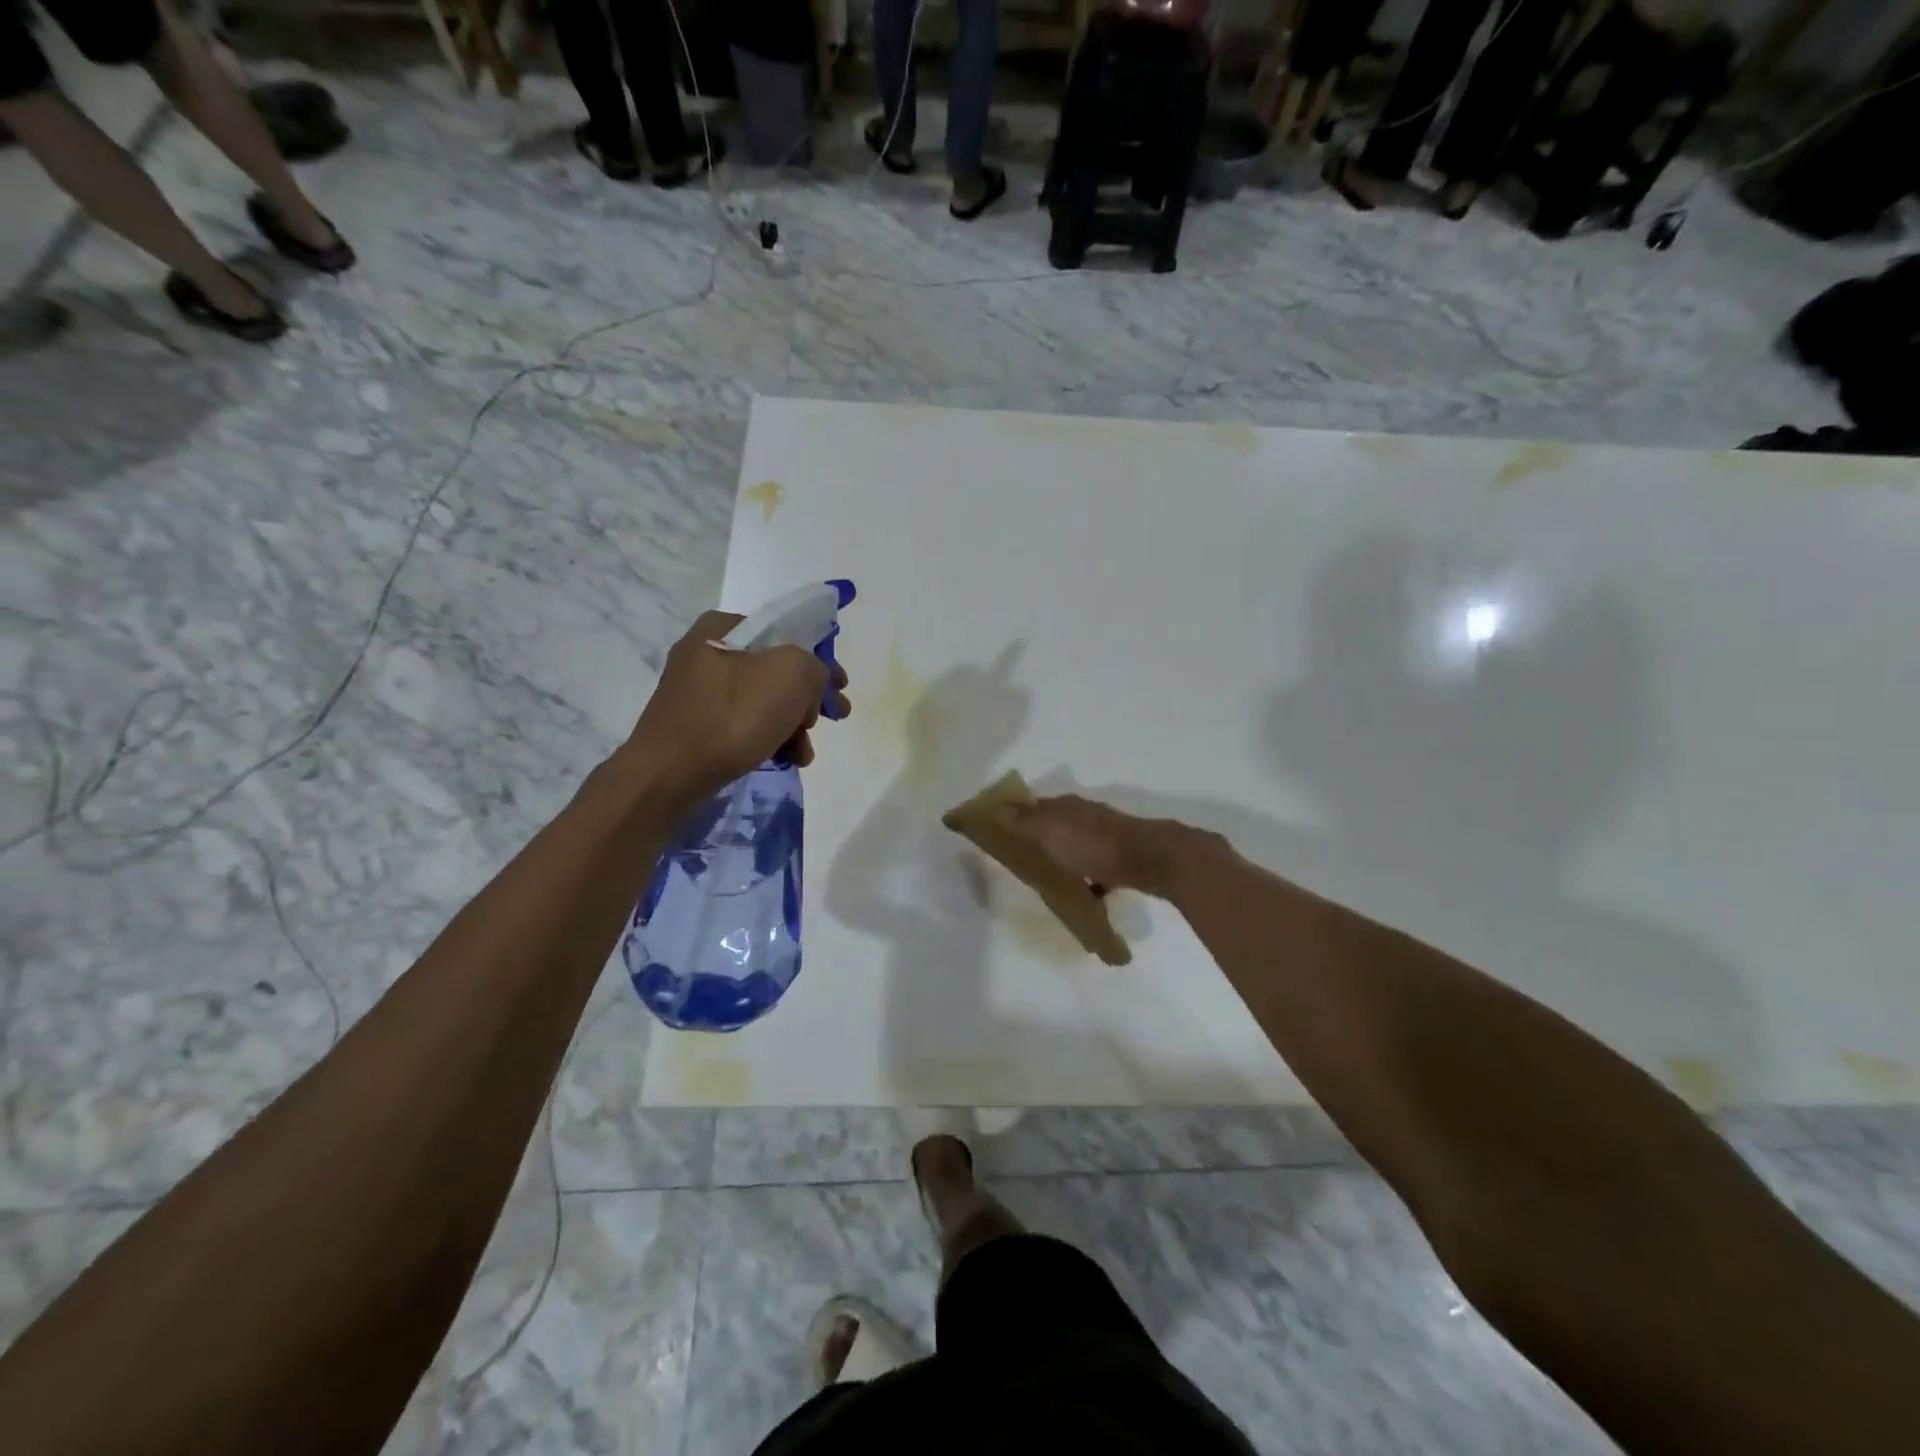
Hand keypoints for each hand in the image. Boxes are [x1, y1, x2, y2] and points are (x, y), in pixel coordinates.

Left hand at [629, 611, 851, 799]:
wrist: (669, 775)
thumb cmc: (732, 715)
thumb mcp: (792, 673)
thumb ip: (815, 665)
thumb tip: (811, 681)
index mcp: (722, 627)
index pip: (786, 632)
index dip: (821, 658)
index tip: (840, 687)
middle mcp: (705, 652)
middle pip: (776, 670)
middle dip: (808, 698)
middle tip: (831, 718)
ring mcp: (697, 692)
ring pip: (763, 701)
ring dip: (793, 725)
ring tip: (805, 752)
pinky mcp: (694, 726)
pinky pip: (743, 725)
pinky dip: (768, 738)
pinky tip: (785, 759)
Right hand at [1013, 794, 1224, 899]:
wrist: (1153, 860)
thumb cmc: (1096, 845)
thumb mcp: (1052, 831)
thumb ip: (1025, 821)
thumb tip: (998, 807)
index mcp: (1067, 806)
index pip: (1033, 806)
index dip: (1015, 816)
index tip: (997, 832)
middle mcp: (1086, 816)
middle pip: (1056, 826)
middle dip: (1039, 839)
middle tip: (1020, 861)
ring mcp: (1107, 837)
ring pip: (1077, 847)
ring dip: (1064, 859)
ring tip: (1049, 882)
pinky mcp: (1122, 859)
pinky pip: (1098, 871)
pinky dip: (1090, 881)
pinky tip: (1085, 899)